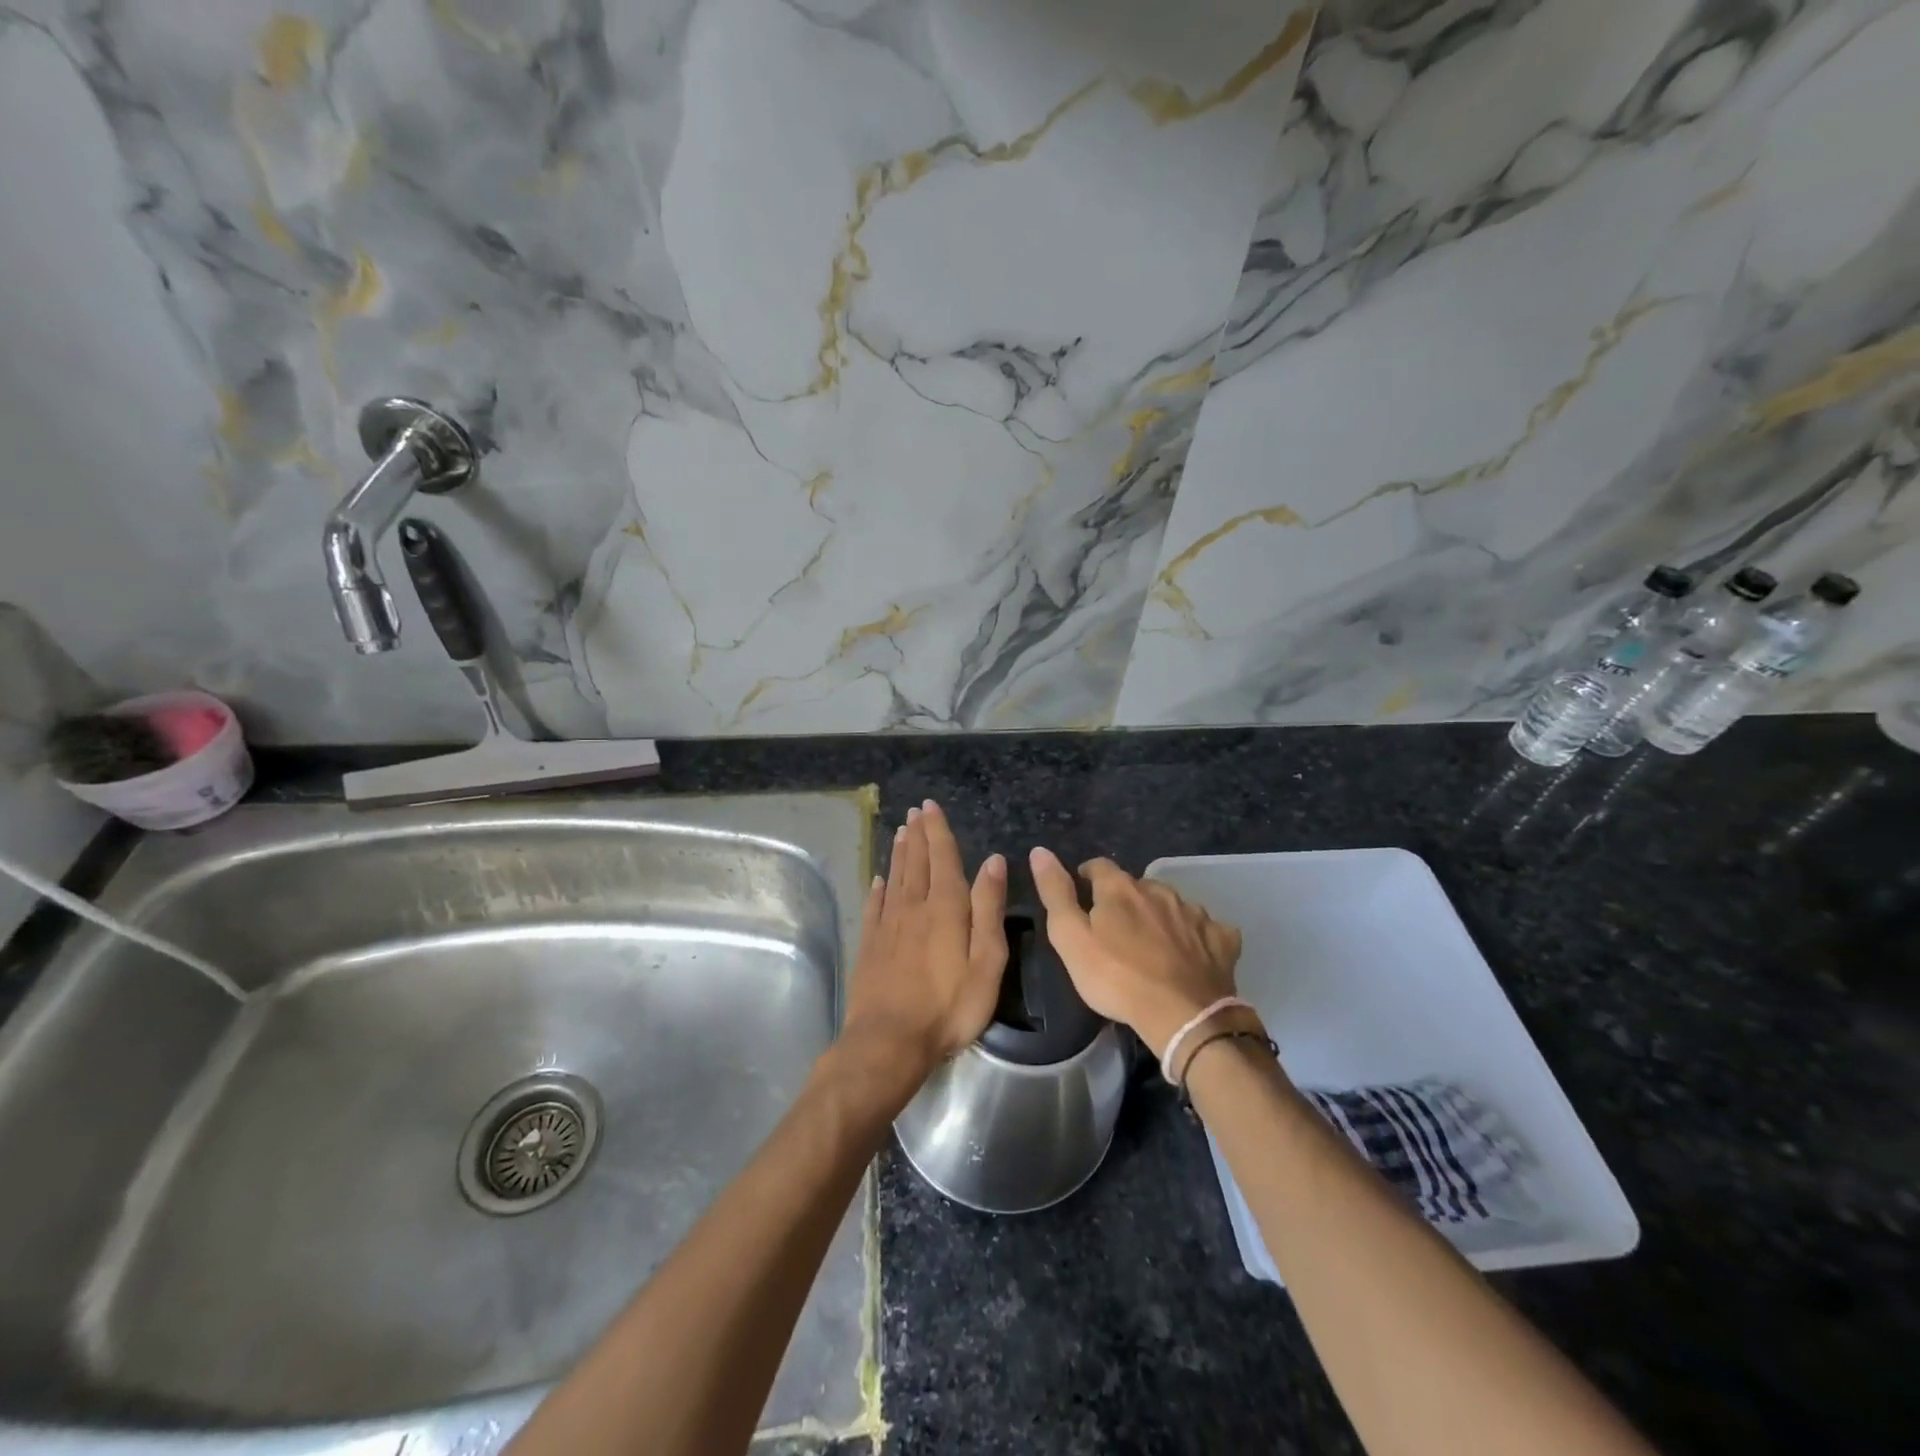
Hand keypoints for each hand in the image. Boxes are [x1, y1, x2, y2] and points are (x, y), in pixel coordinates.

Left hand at [841, 801, 1008, 1084]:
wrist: (888, 1041)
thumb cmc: (948, 1006)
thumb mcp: (986, 962)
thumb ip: (988, 909)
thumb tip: (993, 861)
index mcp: (945, 908)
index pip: (942, 858)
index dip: (937, 831)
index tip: (930, 806)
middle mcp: (913, 907)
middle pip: (916, 862)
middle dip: (918, 835)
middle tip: (915, 811)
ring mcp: (888, 925)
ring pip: (895, 878)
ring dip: (900, 853)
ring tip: (902, 832)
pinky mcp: (870, 945)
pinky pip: (874, 905)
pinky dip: (877, 888)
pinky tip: (878, 879)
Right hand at [1029, 847, 1241, 1056]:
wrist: (1183, 1016)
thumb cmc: (1116, 978)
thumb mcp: (1071, 938)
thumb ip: (1056, 893)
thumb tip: (1040, 851)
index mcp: (1120, 888)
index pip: (1098, 866)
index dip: (1088, 876)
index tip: (1083, 892)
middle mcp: (1158, 890)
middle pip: (1136, 885)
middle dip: (1125, 899)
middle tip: (1116, 928)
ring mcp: (1194, 913)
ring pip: (1171, 904)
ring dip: (1159, 915)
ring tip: (1152, 943)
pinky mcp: (1221, 938)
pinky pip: (1206, 928)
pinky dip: (1196, 936)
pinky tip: (1192, 954)